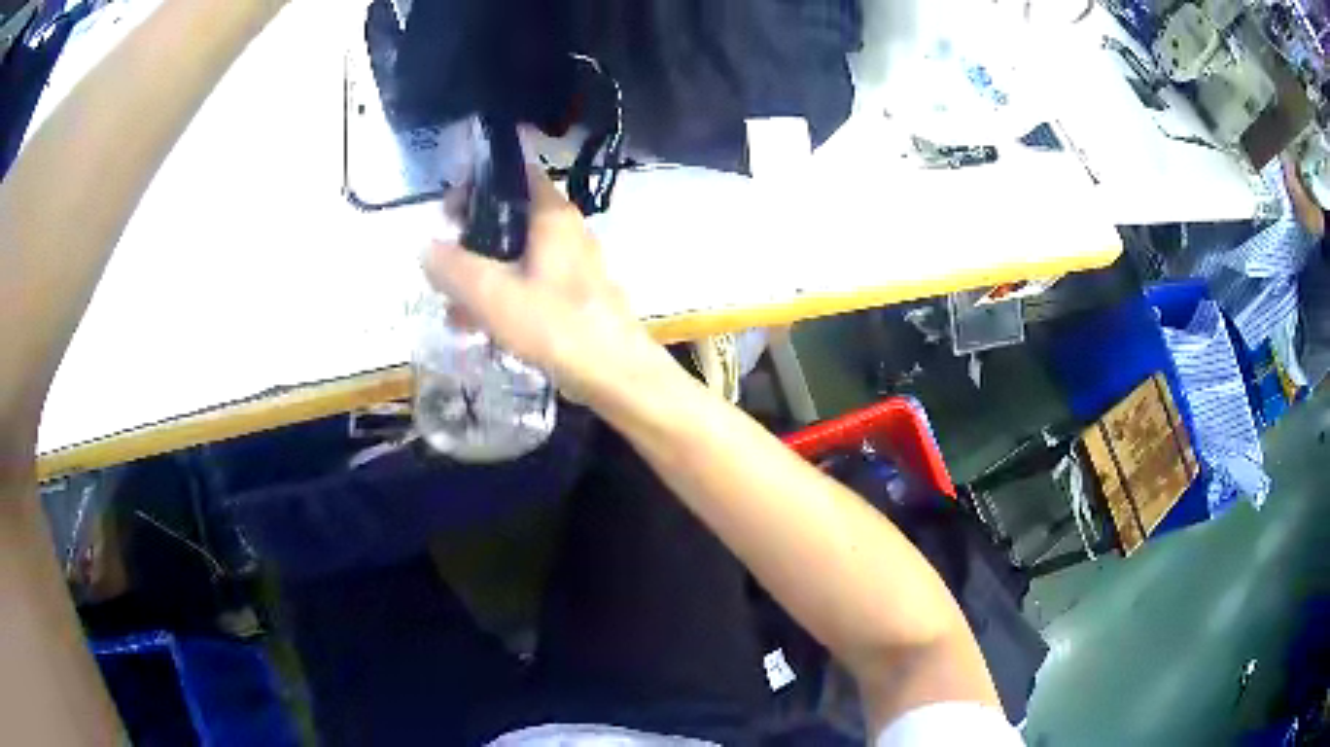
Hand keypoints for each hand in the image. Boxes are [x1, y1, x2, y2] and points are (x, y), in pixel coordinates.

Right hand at [422, 168, 659, 402]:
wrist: (614, 375)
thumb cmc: (554, 325)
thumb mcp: (491, 294)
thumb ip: (453, 268)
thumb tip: (428, 249)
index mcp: (552, 216)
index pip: (517, 174)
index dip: (479, 184)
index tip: (449, 209)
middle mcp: (566, 232)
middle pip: (512, 217)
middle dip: (472, 237)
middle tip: (443, 260)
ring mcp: (572, 266)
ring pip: (516, 255)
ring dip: (481, 274)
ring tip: (451, 306)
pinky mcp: (573, 297)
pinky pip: (528, 284)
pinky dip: (501, 296)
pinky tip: (476, 327)